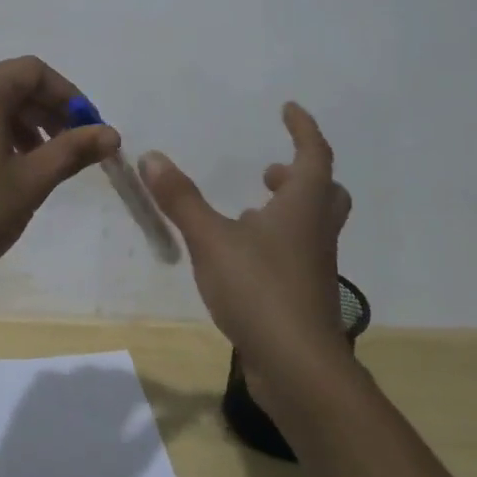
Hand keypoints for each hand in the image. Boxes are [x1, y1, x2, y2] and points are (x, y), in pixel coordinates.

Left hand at [0, 56, 120, 290]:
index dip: (70, 96)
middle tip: (74, 149)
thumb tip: (111, 133)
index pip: (36, 72)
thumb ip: (72, 151)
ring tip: (44, 163)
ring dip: (26, 125)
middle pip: (14, 84)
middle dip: (50, 111)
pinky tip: (9, 169)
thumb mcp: (30, 182)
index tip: (91, 130)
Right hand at [138, 103, 352, 405]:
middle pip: (324, 191)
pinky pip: (297, 254)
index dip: (303, 128)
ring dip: (288, 209)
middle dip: (300, 173)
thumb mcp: (211, 239)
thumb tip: (151, 156)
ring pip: (311, 224)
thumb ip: (181, 199)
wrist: (299, 368)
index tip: (288, 109)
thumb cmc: (260, 290)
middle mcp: (316, 231)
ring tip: (250, 211)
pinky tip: (244, 256)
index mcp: (303, 206)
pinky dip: (277, 242)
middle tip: (270, 171)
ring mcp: (315, 267)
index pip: (314, 153)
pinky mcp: (306, 296)